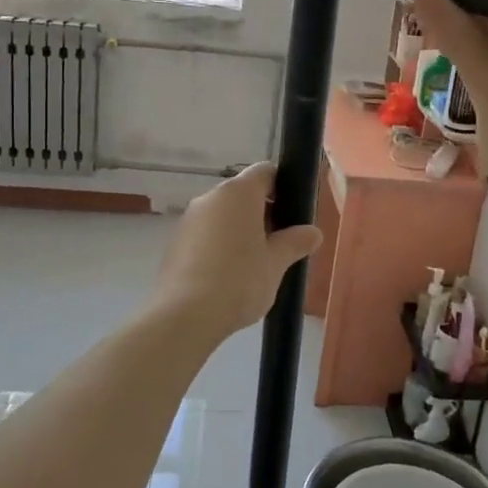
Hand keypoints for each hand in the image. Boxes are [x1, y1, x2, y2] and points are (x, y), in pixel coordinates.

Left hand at [152, 162, 321, 342]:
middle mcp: (210, 197)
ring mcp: (188, 219)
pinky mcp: (174, 242)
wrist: (185, 316)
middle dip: (262, 214)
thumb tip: (313, 232)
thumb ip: (295, 243)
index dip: (282, 187)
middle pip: (242, 194)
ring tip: (253, 265)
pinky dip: (218, 246)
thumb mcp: (276, 264)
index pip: (265, 172)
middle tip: (278, 245)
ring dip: (239, 231)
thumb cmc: (239, 281)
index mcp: (238, 193)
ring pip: (222, 215)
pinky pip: (204, 234)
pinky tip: (226, 276)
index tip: (292, 214)